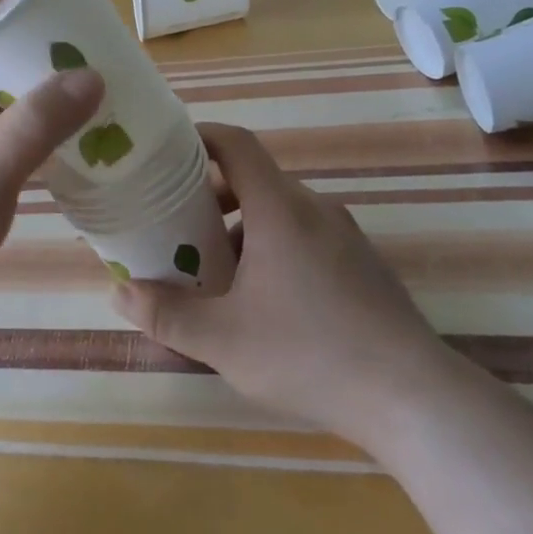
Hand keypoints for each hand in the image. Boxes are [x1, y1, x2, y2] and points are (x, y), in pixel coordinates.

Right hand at [111, 124, 448, 439]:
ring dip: (241, 227)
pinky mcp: (362, 264)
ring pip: (280, 212)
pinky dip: (272, 247)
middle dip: (209, 196)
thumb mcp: (222, 340)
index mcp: (280, 209)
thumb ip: (167, 314)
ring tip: (213, 270)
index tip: (165, 151)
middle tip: (175, 226)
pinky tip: (262, 300)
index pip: (236, 144)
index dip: (199, 137)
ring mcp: (345, 236)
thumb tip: (120, 292)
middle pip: (254, 179)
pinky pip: (305, 236)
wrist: (412, 397)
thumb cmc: (309, 354)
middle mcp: (314, 210)